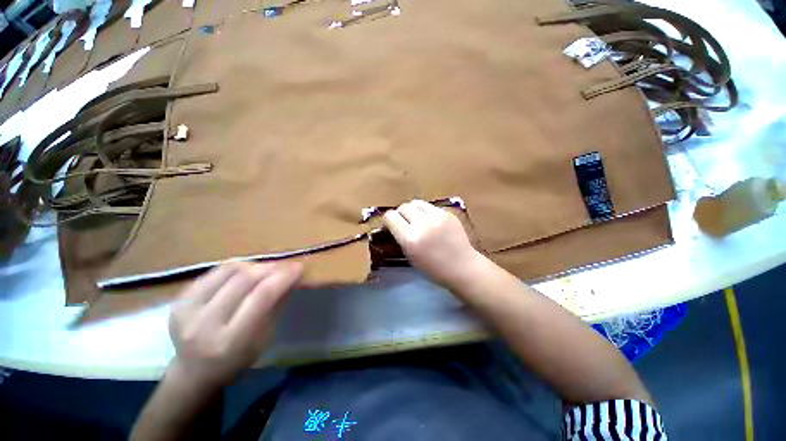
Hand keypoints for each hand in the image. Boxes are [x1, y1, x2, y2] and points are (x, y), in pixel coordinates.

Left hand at [167, 262, 302, 388]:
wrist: (193, 372)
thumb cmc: (237, 359)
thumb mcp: (265, 339)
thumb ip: (277, 305)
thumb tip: (293, 277)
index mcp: (231, 341)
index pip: (262, 296)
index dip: (283, 277)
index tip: (299, 267)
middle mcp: (205, 325)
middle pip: (245, 280)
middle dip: (271, 267)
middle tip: (286, 265)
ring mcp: (187, 311)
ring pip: (228, 271)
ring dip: (254, 265)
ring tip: (267, 268)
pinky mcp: (178, 301)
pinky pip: (213, 272)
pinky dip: (235, 267)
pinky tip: (246, 271)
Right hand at [383, 200, 481, 288]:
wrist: (462, 267)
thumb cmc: (434, 268)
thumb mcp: (410, 256)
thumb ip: (401, 237)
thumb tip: (393, 225)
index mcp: (410, 239)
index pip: (390, 217)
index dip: (387, 220)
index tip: (389, 226)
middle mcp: (422, 223)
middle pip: (403, 207)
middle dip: (400, 214)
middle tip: (404, 222)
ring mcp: (437, 216)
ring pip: (416, 202)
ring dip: (412, 210)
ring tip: (416, 219)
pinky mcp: (447, 212)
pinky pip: (430, 206)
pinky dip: (426, 212)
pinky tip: (431, 222)